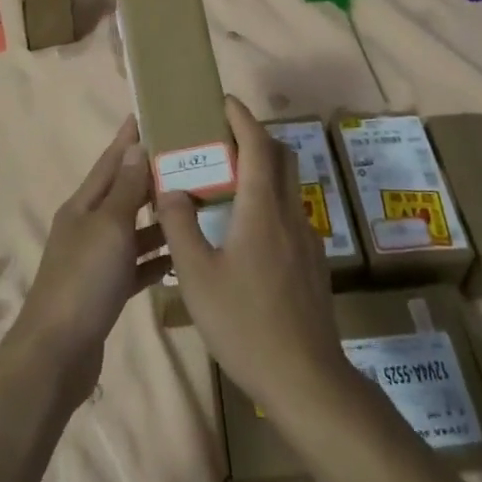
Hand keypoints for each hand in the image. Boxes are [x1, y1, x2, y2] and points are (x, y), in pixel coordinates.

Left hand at [12, 115, 169, 406]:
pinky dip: (157, 258)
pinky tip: (184, 254)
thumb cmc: (84, 280)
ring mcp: (96, 259)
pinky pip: (137, 264)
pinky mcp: (106, 290)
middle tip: (189, 159)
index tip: (152, 115)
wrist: (56, 354)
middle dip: (151, 176)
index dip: (129, 139)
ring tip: (197, 203)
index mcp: (83, 205)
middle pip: (123, 193)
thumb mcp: (109, 227)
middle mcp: (88, 226)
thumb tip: (135, 147)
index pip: (110, 161)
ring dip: (159, 217)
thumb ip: (125, 189)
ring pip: (133, 229)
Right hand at [156, 96, 347, 418]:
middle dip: (255, 137)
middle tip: (223, 139)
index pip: (257, 145)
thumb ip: (180, 226)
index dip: (242, 118)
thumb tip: (169, 188)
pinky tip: (245, 230)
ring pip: (288, 185)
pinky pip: (289, 212)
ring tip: (227, 182)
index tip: (225, 101)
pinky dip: (268, 199)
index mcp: (262, 209)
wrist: (306, 379)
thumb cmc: (245, 324)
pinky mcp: (312, 263)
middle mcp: (289, 213)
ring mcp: (307, 239)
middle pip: (281, 157)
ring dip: (263, 169)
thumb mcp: (197, 276)